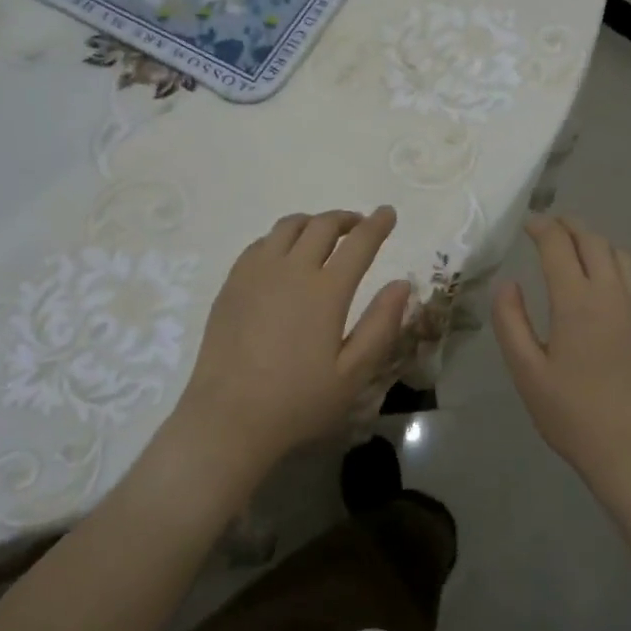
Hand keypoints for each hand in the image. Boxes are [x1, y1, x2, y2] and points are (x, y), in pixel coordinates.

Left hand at [164, 208, 410, 494]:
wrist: (228, 418)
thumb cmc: (297, 401)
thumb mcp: (353, 374)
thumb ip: (381, 325)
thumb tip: (402, 284)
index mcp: (326, 291)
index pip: (359, 242)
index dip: (377, 224)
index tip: (388, 213)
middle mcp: (291, 269)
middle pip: (322, 225)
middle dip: (346, 219)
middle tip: (359, 226)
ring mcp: (256, 272)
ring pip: (288, 227)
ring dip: (312, 223)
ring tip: (323, 236)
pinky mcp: (232, 283)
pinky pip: (260, 243)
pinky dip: (281, 239)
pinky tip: (284, 256)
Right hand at [492, 216, 630, 493]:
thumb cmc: (574, 414)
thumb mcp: (527, 372)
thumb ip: (511, 322)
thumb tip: (507, 284)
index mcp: (577, 301)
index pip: (559, 245)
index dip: (542, 227)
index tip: (527, 223)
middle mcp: (612, 294)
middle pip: (593, 241)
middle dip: (569, 226)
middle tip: (549, 225)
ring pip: (619, 254)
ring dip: (595, 241)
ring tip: (575, 248)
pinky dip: (613, 262)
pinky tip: (602, 281)